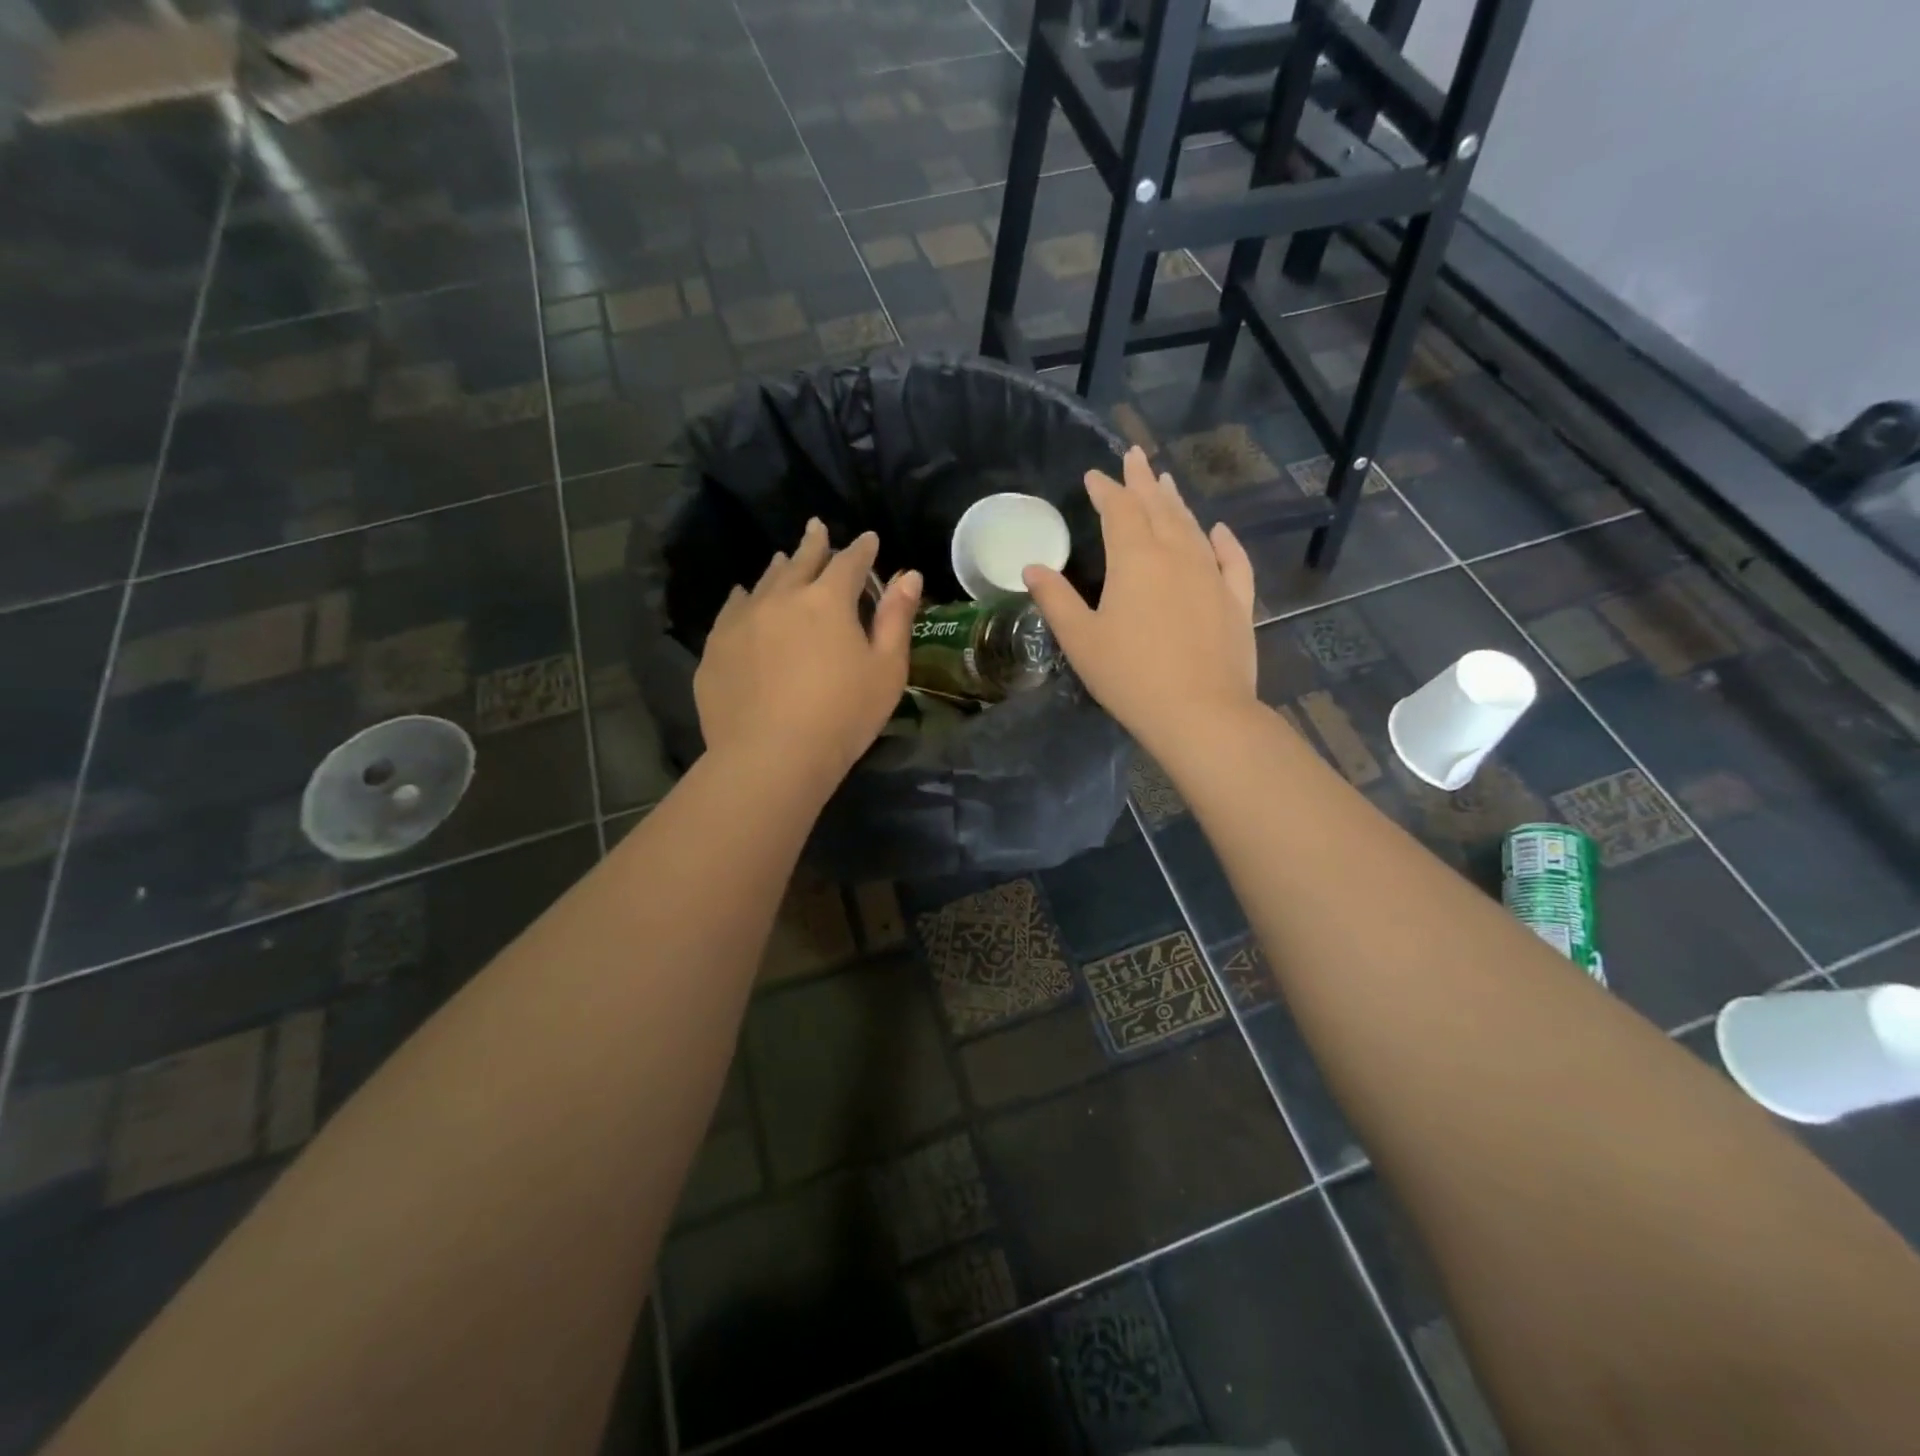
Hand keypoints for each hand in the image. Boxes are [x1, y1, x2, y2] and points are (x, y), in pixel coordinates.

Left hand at [696, 519, 921, 791]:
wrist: (771, 756)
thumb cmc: (842, 716)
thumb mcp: (886, 670)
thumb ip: (897, 619)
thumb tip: (909, 575)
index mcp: (828, 601)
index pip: (849, 562)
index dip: (862, 550)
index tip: (869, 540)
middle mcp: (782, 598)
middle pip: (801, 561)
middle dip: (815, 544)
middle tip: (818, 529)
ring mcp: (743, 620)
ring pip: (764, 582)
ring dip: (780, 568)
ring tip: (785, 559)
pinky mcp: (717, 647)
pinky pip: (732, 609)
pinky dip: (743, 596)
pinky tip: (743, 595)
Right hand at [1024, 446, 1257, 753]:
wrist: (1200, 713)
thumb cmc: (1130, 676)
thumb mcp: (1081, 640)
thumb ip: (1056, 599)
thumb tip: (1033, 567)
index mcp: (1135, 560)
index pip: (1118, 510)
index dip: (1105, 489)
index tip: (1094, 475)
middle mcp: (1177, 555)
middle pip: (1158, 508)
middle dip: (1142, 481)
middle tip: (1135, 455)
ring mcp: (1212, 576)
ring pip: (1192, 527)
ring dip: (1177, 503)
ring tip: (1166, 482)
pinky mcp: (1237, 601)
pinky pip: (1232, 560)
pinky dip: (1224, 541)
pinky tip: (1219, 530)